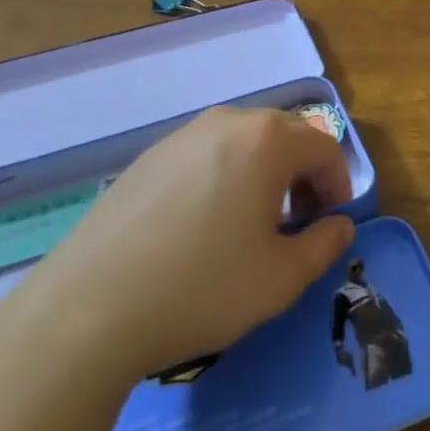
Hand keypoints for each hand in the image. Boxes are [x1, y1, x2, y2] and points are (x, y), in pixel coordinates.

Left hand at [0, 107, 355, 380]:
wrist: (88, 308)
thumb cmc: (202, 287)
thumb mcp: (281, 278)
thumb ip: (325, 245)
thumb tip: (341, 226)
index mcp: (266, 140)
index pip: (324, 147)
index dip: (338, 185)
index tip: (331, 225)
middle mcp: (226, 122)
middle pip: (286, 134)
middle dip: (303, 174)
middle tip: (298, 224)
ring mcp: (181, 136)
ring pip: (244, 142)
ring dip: (265, 173)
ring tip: (252, 225)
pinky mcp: (148, 157)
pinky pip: (206, 154)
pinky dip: (225, 177)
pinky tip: (204, 226)